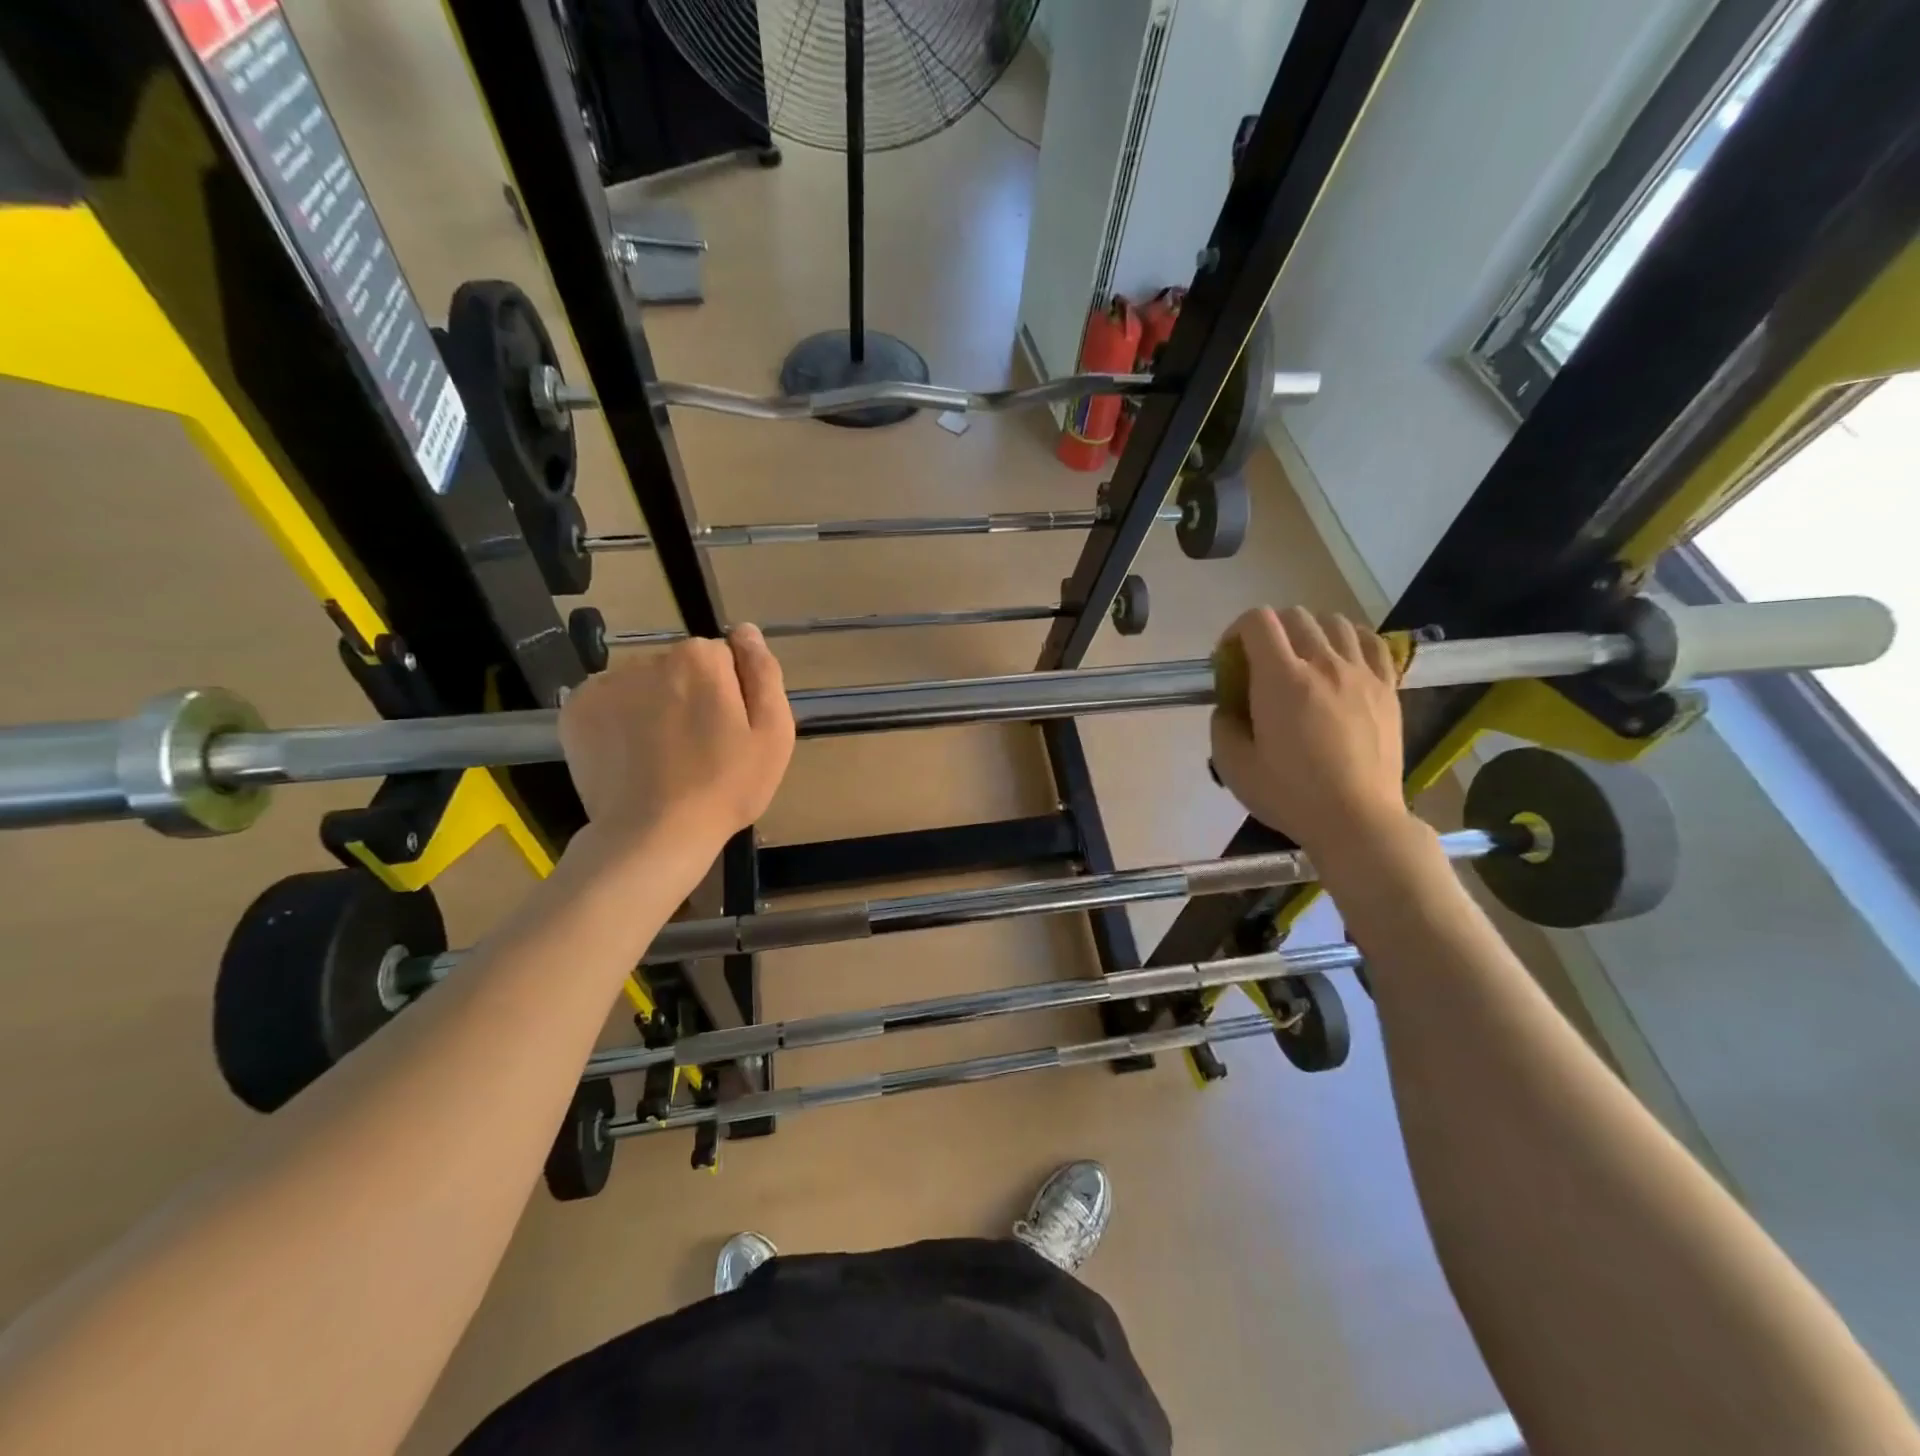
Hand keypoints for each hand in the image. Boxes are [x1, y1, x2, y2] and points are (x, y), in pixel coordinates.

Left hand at [558, 626, 794, 862]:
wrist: (653, 835)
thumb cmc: (726, 787)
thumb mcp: (773, 733)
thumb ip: (763, 673)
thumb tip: (745, 630)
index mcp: (700, 659)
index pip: (723, 659)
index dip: (731, 695)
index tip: (730, 732)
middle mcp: (649, 658)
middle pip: (681, 669)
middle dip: (691, 697)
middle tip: (700, 749)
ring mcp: (606, 684)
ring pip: (644, 686)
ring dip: (655, 708)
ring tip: (663, 758)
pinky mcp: (576, 711)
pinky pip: (610, 704)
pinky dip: (621, 723)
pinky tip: (632, 757)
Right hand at [1209, 606, 1408, 863]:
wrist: (1357, 820)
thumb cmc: (1291, 795)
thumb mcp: (1233, 767)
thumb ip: (1222, 726)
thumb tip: (1228, 708)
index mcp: (1281, 680)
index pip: (1258, 621)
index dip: (1236, 630)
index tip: (1230, 659)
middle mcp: (1323, 664)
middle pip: (1295, 616)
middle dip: (1270, 631)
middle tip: (1261, 663)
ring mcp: (1361, 673)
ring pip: (1334, 622)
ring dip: (1310, 631)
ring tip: (1303, 659)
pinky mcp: (1388, 687)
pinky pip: (1371, 642)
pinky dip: (1350, 640)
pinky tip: (1341, 659)